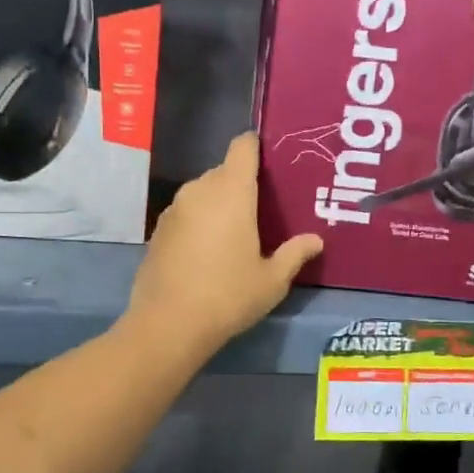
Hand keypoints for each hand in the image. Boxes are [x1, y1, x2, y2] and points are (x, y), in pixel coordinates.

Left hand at [126, 133, 322, 356]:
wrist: (168, 324)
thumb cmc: (228, 296)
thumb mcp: (272, 280)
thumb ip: (294, 254)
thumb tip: (315, 240)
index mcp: (231, 192)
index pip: (243, 148)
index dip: (256, 147)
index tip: (270, 161)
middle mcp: (199, 190)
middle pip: (223, 171)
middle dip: (241, 184)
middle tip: (262, 209)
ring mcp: (174, 210)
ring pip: (202, 193)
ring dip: (218, 204)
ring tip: (235, 232)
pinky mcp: (158, 230)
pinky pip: (185, 214)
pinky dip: (198, 222)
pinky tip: (206, 252)